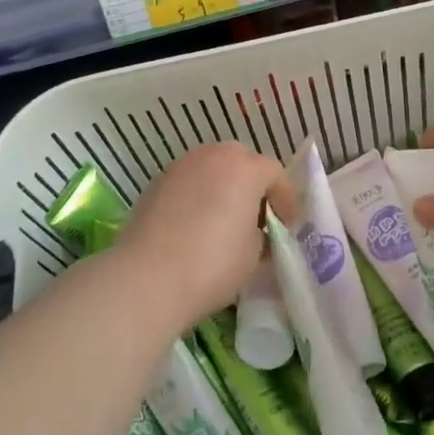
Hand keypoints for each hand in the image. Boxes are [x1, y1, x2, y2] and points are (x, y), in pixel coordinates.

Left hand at [111, 143, 296, 328]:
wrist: (147, 278)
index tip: (287, 225)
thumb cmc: (212, 265)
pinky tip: (195, 225)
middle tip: (257, 217)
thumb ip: (261, 233)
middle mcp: (212, 156)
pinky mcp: (156, 182)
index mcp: (244, 168)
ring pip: (212, 167)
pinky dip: (198, 195)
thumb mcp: (254, 254)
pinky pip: (188, 181)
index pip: (275, 173)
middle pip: (241, 161)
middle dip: (253, 185)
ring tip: (224, 220)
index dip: (285, 199)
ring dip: (224, 187)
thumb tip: (251, 230)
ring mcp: (180, 166)